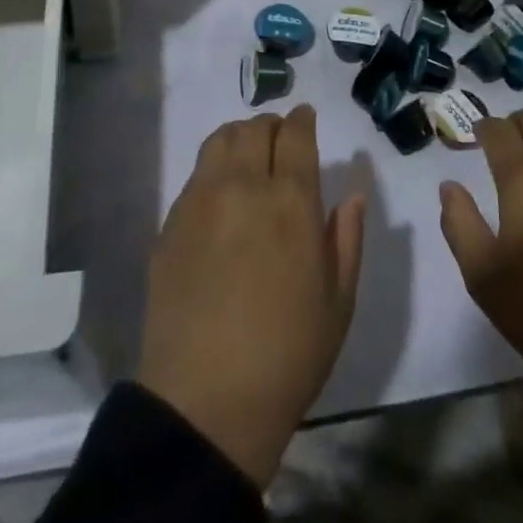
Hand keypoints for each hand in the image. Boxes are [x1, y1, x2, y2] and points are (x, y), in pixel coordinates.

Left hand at [137, 106, 363, 486]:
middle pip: (255, 128)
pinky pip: (196, 174)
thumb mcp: (338, 301)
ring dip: (240, 137)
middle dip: (272, 126)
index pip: (295, 134)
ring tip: (248, 157)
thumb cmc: (288, 355)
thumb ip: (346, 238)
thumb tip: (352, 194)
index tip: (305, 120)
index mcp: (291, 201)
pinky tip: (221, 196)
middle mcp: (244, 186)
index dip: (302, 120)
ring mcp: (201, 201)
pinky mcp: (171, 222)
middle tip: (280, 142)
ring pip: (221, 140)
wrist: (205, 402)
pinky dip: (214, 168)